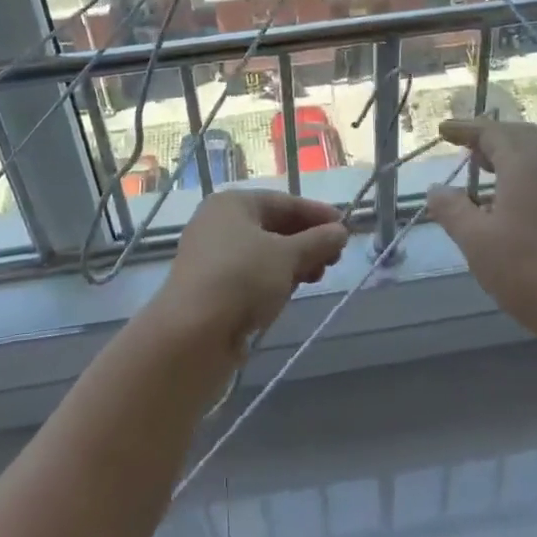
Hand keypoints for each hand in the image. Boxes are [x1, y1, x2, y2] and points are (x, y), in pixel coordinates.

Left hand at [152, 190, 348, 350]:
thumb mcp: (288, 256)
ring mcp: (212, 257)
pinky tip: (290, 292)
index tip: (346, 228)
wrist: (191, 334)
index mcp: (232, 204)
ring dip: (293, 263)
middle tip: (334, 258)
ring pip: (263, 254)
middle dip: (307, 241)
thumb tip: (341, 231)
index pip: (284, 202)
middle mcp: (218, 224)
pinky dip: (273, 280)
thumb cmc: (242, 279)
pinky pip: (250, 276)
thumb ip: (318, 241)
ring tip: (318, 276)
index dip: (317, 214)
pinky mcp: (211, 289)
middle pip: (273, 227)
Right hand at [425, 119, 536, 345]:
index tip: (443, 132)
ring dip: (504, 155)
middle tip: (465, 145)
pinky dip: (516, 175)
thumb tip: (435, 189)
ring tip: (479, 170)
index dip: (466, 129)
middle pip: (519, 137)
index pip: (493, 133)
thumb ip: (452, 210)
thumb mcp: (476, 240)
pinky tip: (500, 202)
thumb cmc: (525, 269)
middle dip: (490, 135)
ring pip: (532, 158)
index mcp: (523, 169)